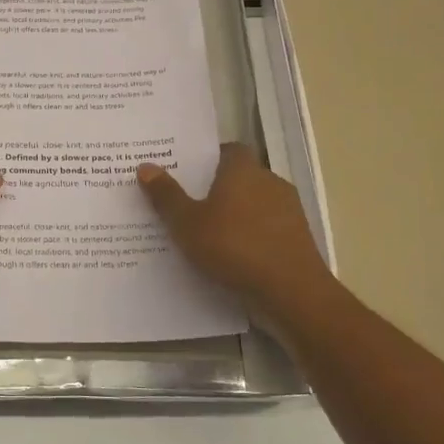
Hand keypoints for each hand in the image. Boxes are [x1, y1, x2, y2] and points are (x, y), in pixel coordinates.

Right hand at [137, 144, 336, 308]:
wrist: (292, 293)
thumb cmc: (234, 248)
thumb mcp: (187, 223)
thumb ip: (167, 195)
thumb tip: (145, 166)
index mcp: (244, 170)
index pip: (228, 150)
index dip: (208, 158)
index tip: (187, 173)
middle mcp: (270, 182)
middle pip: (241, 177)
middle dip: (217, 188)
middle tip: (188, 204)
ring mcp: (289, 211)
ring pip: (255, 204)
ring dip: (236, 215)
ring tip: (206, 233)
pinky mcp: (298, 239)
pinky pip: (266, 229)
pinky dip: (250, 236)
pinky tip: (231, 256)